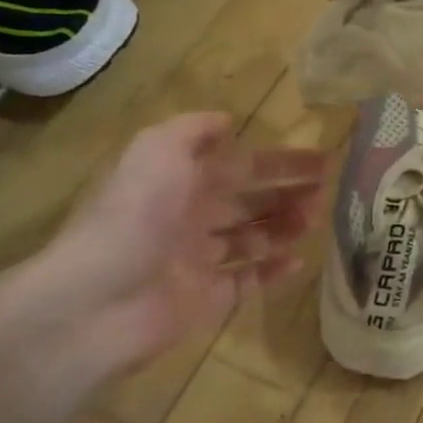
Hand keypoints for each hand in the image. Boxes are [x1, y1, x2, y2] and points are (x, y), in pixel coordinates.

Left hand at [5, 113, 326, 379]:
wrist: (96, 302)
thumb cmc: (133, 218)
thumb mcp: (156, 151)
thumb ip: (192, 131)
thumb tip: (226, 120)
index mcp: (179, 183)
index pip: (240, 167)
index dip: (280, 162)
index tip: (322, 160)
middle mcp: (189, 219)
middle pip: (248, 202)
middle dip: (287, 194)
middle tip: (326, 193)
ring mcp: (198, 262)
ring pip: (252, 239)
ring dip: (284, 228)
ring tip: (313, 223)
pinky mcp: (206, 301)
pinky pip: (246, 282)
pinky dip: (272, 272)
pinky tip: (298, 262)